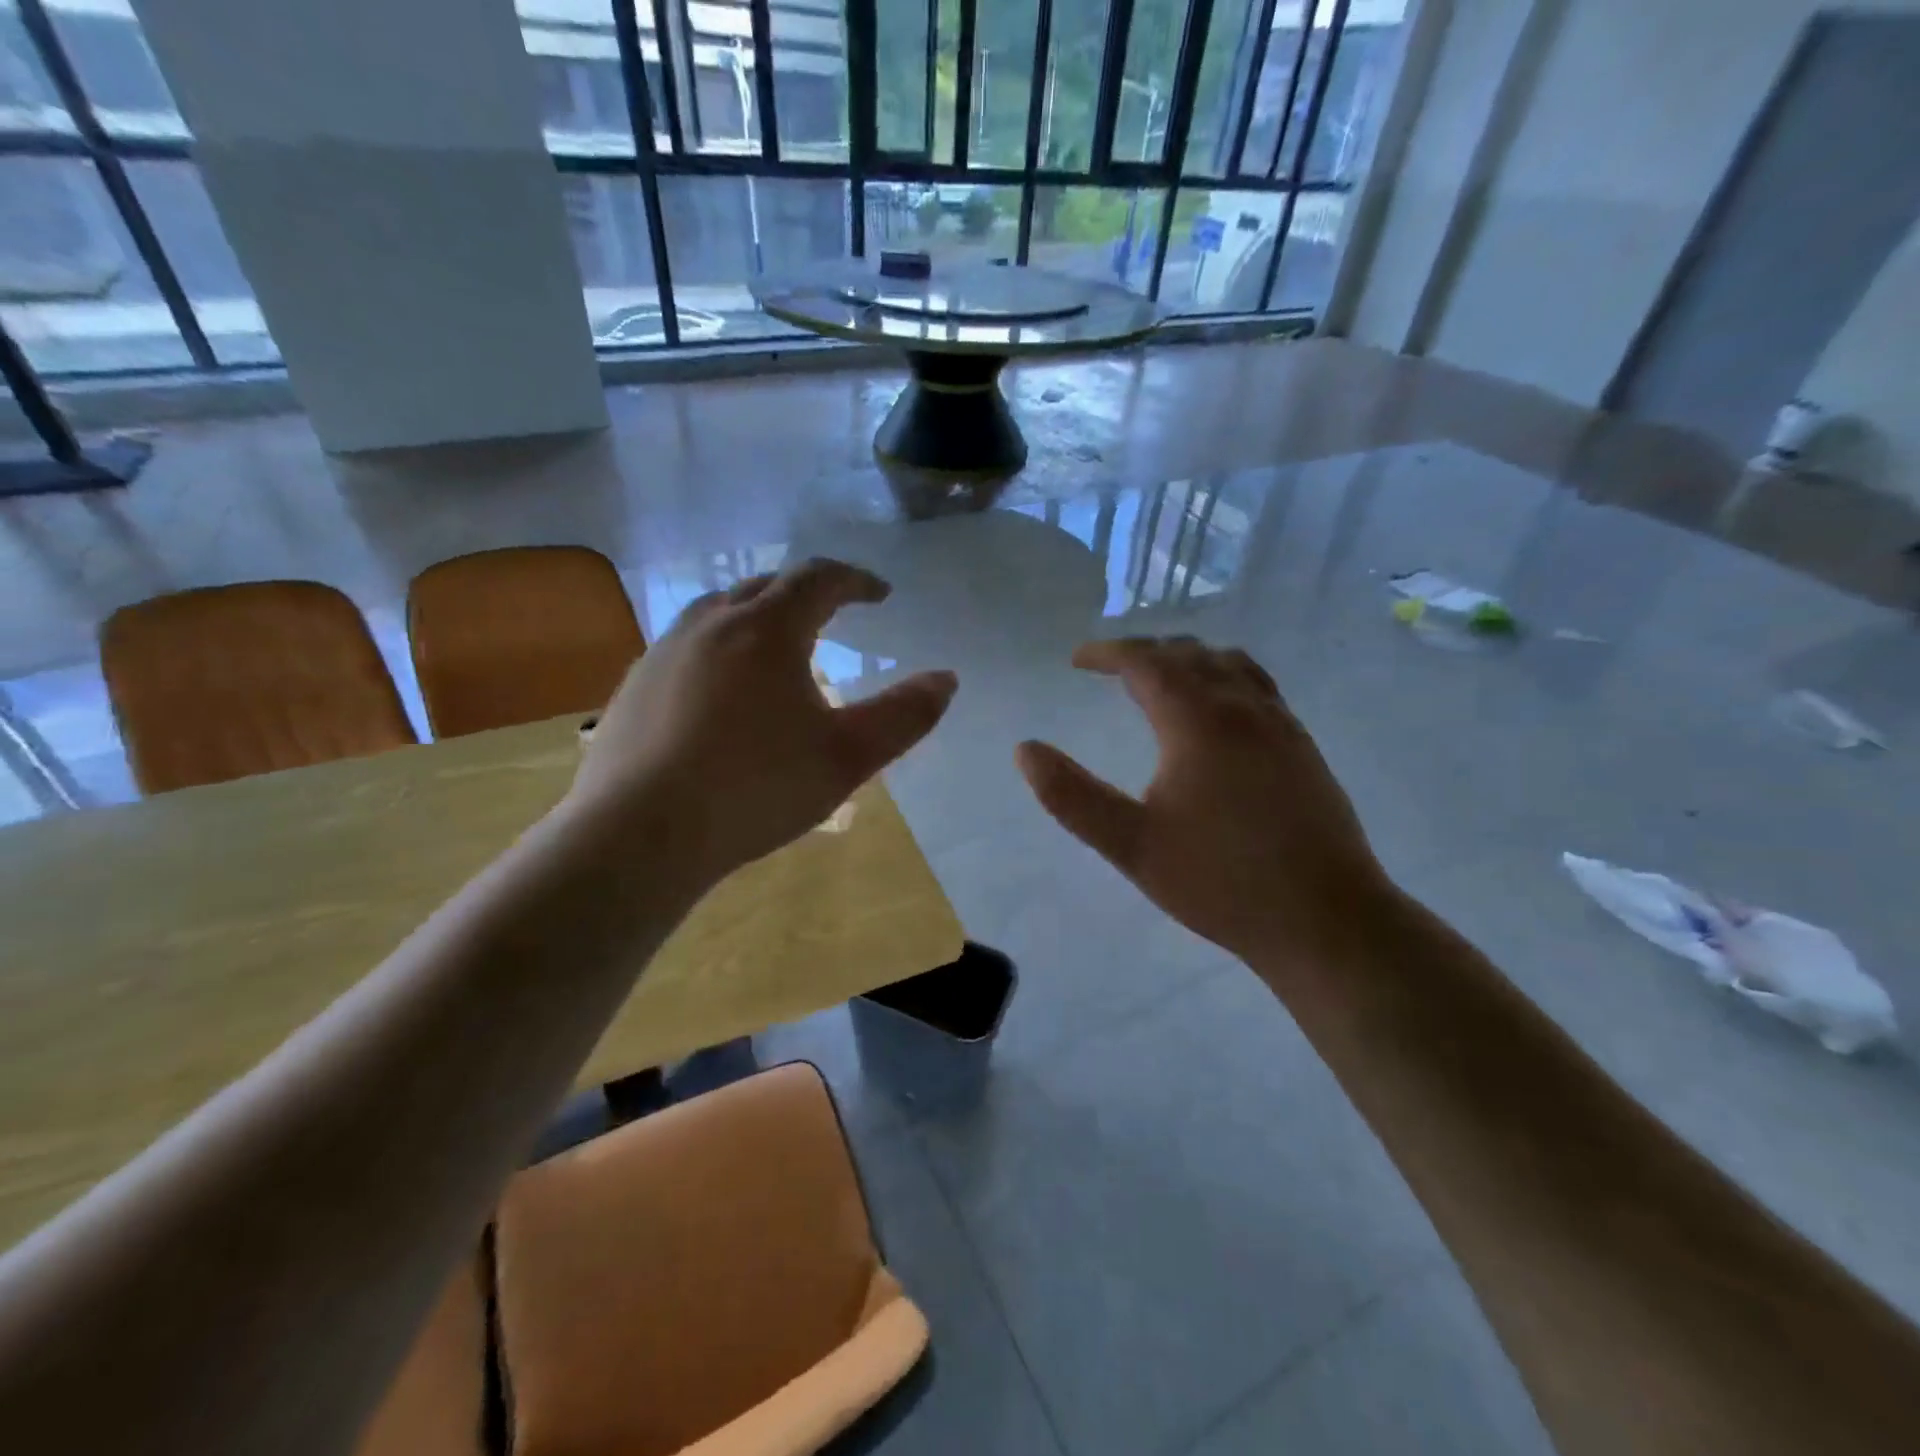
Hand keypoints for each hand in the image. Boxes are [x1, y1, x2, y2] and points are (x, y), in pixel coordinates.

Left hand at [567, 558, 956, 886]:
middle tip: (832, 614)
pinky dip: (718, 649)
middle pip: (765, 585)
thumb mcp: (847, 756)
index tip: (880, 594)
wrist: (640, 833)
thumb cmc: (756, 787)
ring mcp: (663, 651)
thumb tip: (947, 679)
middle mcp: (711, 624)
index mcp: (767, 629)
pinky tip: (721, 692)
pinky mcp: (633, 685)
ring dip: (756, 616)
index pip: (819, 579)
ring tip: (777, 647)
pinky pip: (686, 646)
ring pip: (718, 611)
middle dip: (805, 593)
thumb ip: (903, 715)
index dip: (856, 580)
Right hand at [1016, 636, 1392, 968]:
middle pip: (1189, 654)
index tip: (1077, 659)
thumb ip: (1072, 796)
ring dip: (1188, 659)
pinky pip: (1258, 686)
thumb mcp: (1131, 844)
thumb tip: (1026, 750)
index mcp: (1198, 721)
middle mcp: (1243, 708)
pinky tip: (1218, 712)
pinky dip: (1224, 677)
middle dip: (1144, 652)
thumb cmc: (1220, 882)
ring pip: (1230, 664)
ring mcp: (1281, 725)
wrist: (1326, 919)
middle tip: (1110, 668)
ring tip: (1161, 678)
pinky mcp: (1303, 747)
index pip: (1146, 662)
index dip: (1107, 653)